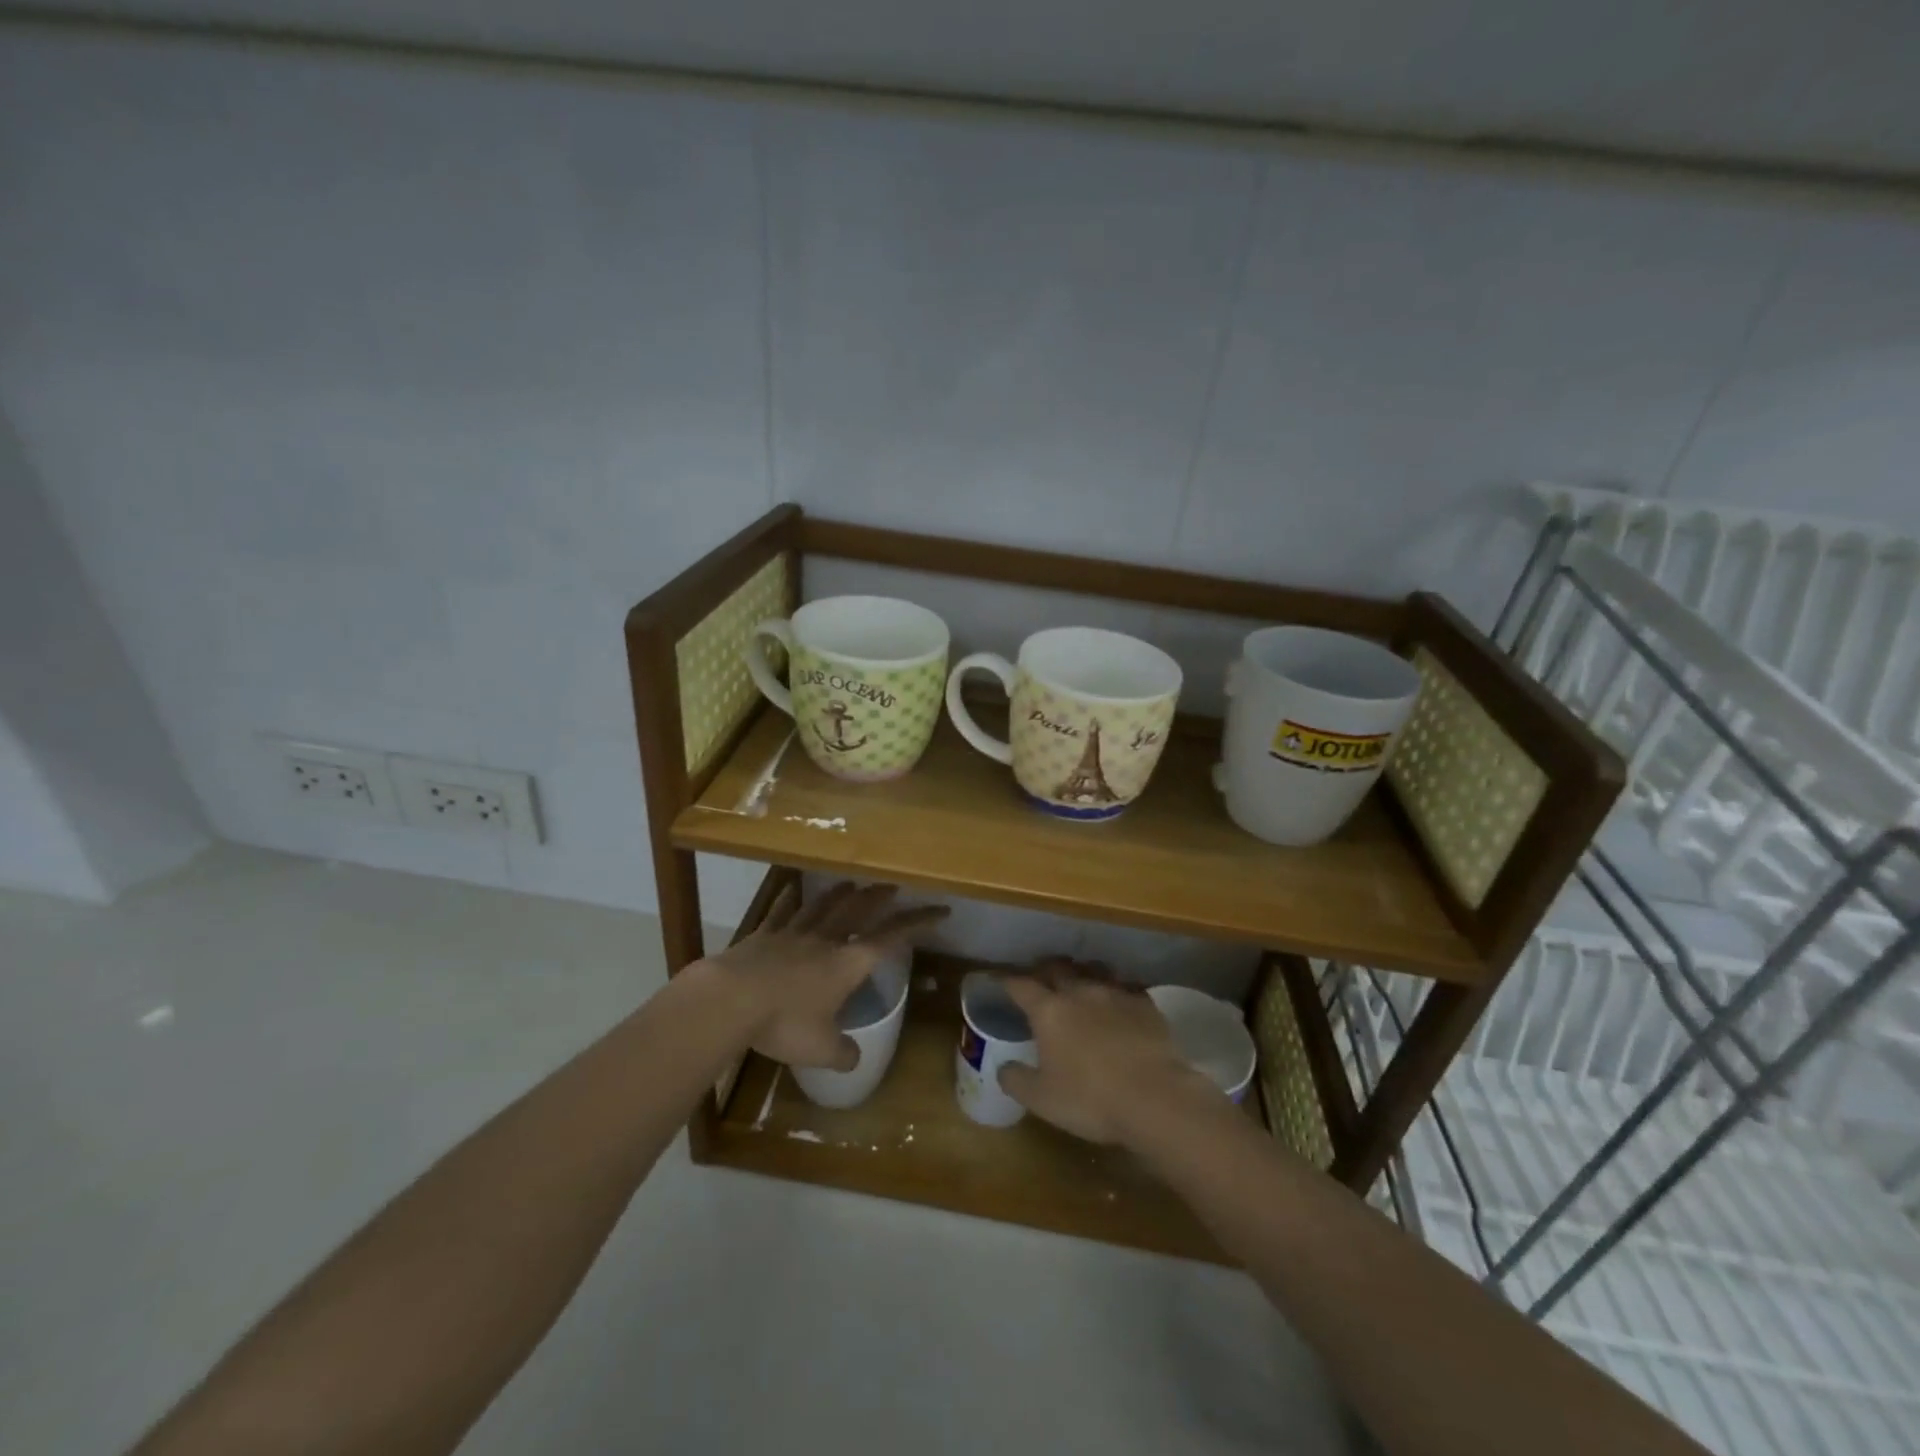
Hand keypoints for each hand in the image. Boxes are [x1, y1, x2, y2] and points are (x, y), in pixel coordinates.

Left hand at [694, 881, 947, 1070]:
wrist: (731, 999)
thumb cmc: (784, 1022)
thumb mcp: (820, 1049)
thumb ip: (843, 1053)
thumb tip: (854, 1059)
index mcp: (847, 963)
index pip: (892, 937)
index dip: (918, 923)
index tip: (940, 911)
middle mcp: (824, 940)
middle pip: (857, 910)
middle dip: (878, 898)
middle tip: (893, 886)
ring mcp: (792, 934)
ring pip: (822, 906)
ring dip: (839, 894)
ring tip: (851, 883)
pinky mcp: (763, 936)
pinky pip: (781, 912)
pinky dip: (789, 899)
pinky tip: (791, 889)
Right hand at [996, 961, 1217, 1145]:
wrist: (1155, 1098)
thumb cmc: (1090, 1099)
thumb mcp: (1041, 1099)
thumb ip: (1016, 1079)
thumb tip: (1004, 1067)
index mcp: (1049, 1011)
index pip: (1020, 985)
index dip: (1008, 981)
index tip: (1000, 980)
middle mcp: (1079, 992)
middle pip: (1057, 968)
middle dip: (1045, 970)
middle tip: (1040, 978)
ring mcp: (1114, 993)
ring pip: (1093, 970)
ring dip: (1082, 974)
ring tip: (1080, 983)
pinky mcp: (1144, 1003)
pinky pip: (1125, 987)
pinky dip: (1116, 991)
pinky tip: (1118, 1003)